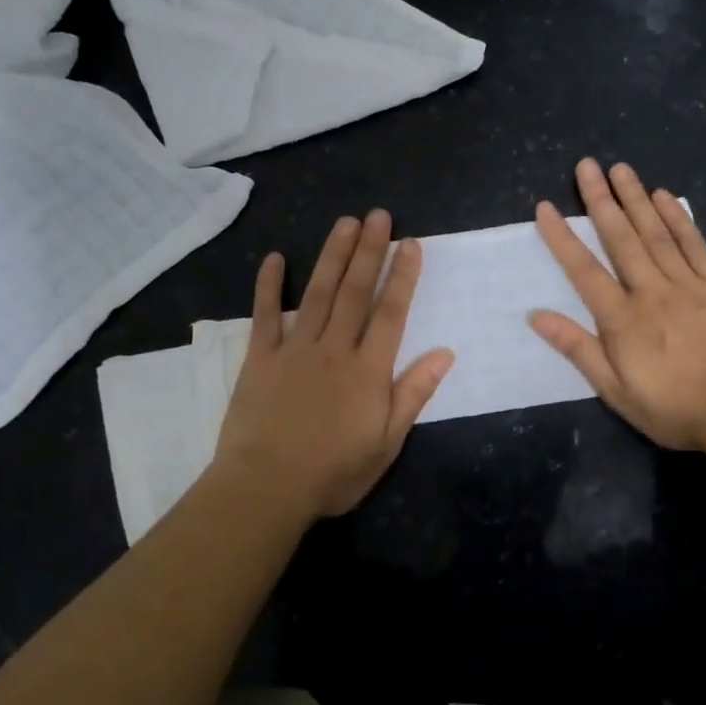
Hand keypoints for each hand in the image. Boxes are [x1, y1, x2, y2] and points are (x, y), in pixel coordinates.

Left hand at [213, 211, 453, 519]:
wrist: (266, 488)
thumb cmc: (334, 473)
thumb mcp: (386, 443)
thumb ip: (413, 394)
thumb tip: (445, 354)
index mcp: (368, 370)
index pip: (391, 313)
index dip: (402, 276)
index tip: (410, 244)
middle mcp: (334, 349)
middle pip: (354, 292)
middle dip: (369, 251)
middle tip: (379, 216)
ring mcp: (294, 350)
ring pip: (317, 293)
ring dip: (332, 256)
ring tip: (345, 223)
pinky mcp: (260, 359)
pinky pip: (266, 315)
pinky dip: (269, 285)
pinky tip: (275, 258)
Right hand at [531, 159, 705, 450]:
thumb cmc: (674, 409)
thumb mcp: (616, 391)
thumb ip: (578, 349)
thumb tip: (537, 316)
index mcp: (622, 319)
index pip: (584, 270)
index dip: (563, 237)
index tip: (545, 207)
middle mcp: (651, 291)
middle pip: (621, 239)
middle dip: (601, 201)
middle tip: (587, 166)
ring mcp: (688, 284)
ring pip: (656, 233)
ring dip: (636, 199)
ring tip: (621, 169)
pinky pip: (695, 244)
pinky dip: (679, 219)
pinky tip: (665, 197)